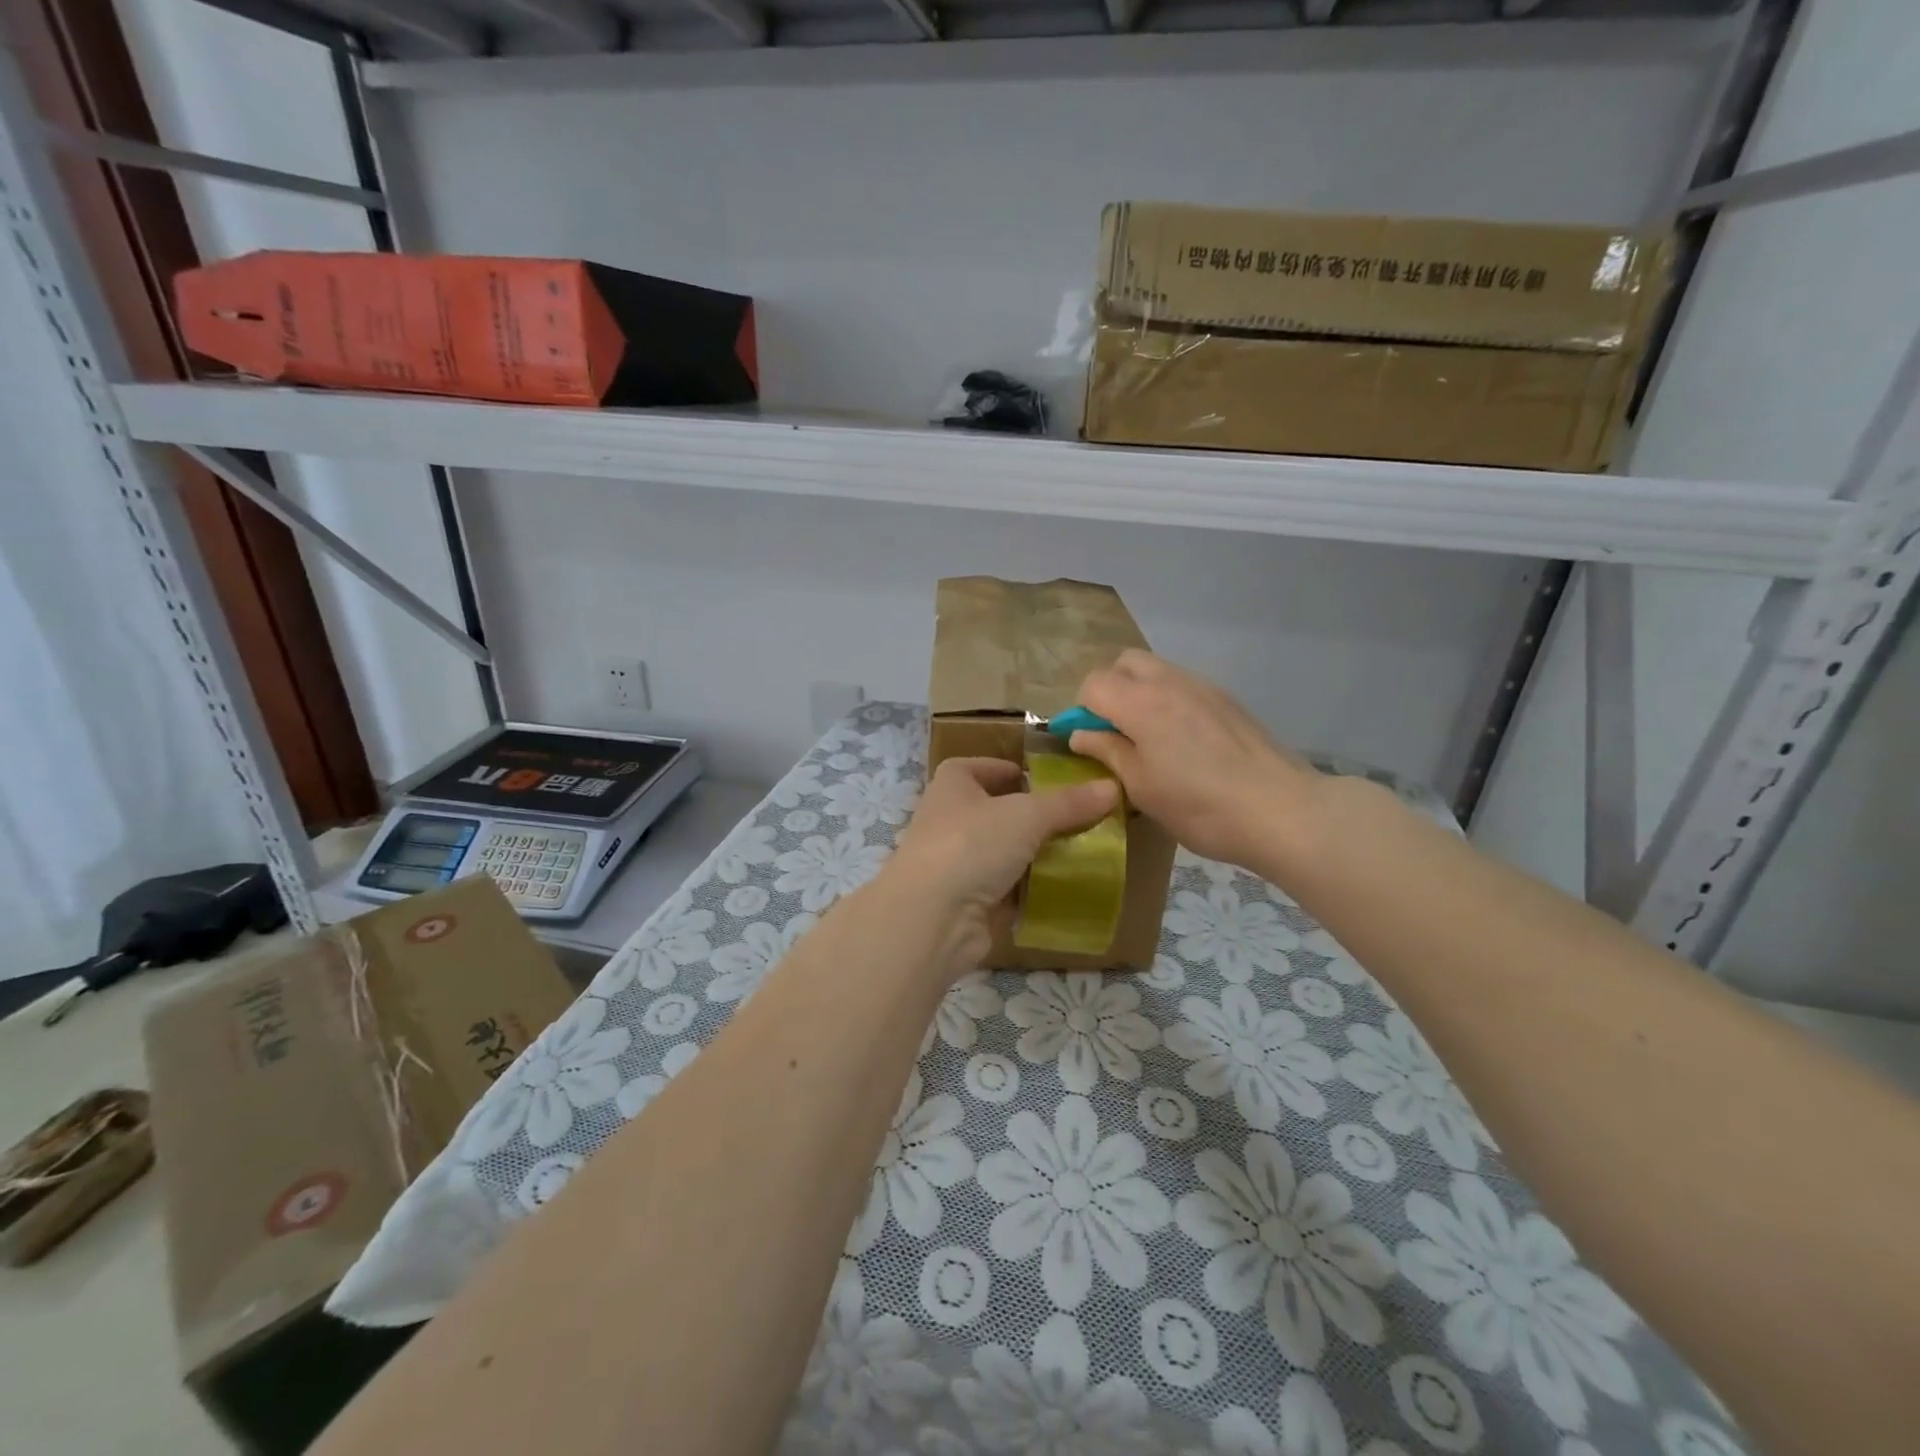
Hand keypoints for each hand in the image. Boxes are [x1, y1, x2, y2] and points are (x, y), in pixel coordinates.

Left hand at [887, 756, 1119, 974]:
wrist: (932, 918)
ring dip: (1036, 854)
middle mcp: (950, 820)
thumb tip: (1112, 787)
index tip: (1047, 779)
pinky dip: (1031, 889)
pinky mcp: (968, 901)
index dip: (1010, 770)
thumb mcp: (1027, 815)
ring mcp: (957, 863)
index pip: (980, 767)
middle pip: (997, 811)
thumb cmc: (971, 845)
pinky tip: (1065, 888)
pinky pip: (1007, 888)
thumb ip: (1069, 803)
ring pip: (1004, 852)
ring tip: (1082, 851)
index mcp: (953, 785)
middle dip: (1034, 816)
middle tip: (1078, 818)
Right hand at [1071, 650, 1320, 870]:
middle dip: (1110, 689)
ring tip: (1150, 738)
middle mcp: (1170, 681)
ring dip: (1140, 693)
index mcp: (1141, 703)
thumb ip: (1107, 751)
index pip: (1093, 683)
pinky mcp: (1228, 699)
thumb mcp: (1141, 787)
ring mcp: (1203, 686)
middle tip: (1116, 731)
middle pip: (1125, 663)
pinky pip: (1184, 685)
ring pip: (1157, 670)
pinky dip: (1169, 700)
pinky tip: (1183, 742)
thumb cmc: (1200, 806)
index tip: (1090, 742)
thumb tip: (1081, 733)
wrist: (1282, 810)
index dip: (1082, 710)